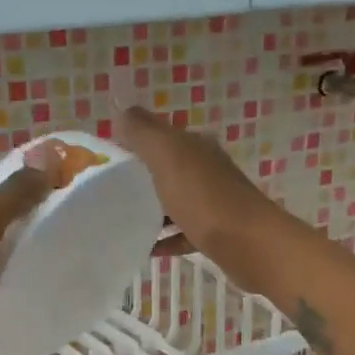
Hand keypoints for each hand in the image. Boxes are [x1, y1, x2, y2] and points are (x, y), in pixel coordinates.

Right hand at [115, 107, 285, 289]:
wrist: (249, 243)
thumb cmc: (204, 197)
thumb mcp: (168, 156)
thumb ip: (143, 132)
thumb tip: (121, 106)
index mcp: (196, 146)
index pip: (160, 134)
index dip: (133, 141)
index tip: (105, 159)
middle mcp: (207, 169)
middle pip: (168, 168)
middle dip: (141, 176)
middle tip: (108, 191)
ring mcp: (213, 202)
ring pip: (176, 200)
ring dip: (153, 209)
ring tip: (123, 220)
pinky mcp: (216, 232)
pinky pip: (184, 233)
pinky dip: (166, 238)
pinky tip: (147, 248)